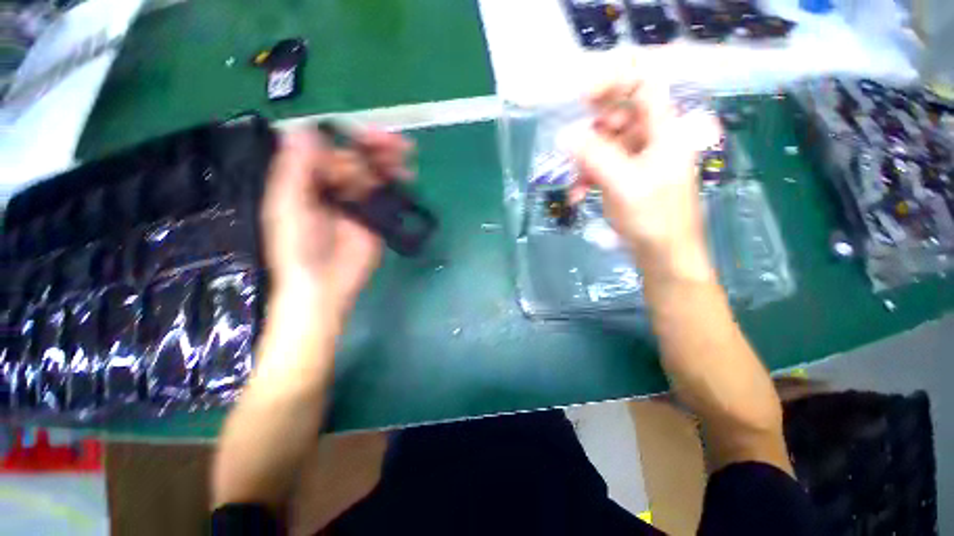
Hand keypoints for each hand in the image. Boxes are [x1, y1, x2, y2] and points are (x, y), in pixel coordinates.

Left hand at [261, 127, 413, 317]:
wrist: (324, 285)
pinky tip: (406, 176)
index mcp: (307, 178)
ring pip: (373, 173)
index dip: (350, 138)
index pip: (330, 149)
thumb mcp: (288, 207)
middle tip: (397, 142)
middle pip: (355, 158)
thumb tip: (305, 131)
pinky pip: (385, 194)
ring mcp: (356, 201)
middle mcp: (333, 185)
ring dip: (388, 162)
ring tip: (406, 154)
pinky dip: (395, 183)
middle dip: (375, 148)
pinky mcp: (374, 216)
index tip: (369, 134)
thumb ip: (295, 170)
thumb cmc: (298, 248)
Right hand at [570, 74, 721, 283]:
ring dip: (585, 163)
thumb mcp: (623, 184)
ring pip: (605, 146)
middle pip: (618, 117)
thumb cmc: (653, 218)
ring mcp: (637, 160)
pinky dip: (587, 179)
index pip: (643, 87)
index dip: (614, 83)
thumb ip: (594, 156)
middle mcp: (651, 140)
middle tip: (572, 147)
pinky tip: (578, 196)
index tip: (582, 96)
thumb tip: (564, 135)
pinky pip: (601, 168)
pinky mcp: (626, 178)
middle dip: (592, 133)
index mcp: (663, 131)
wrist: (663, 254)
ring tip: (575, 185)